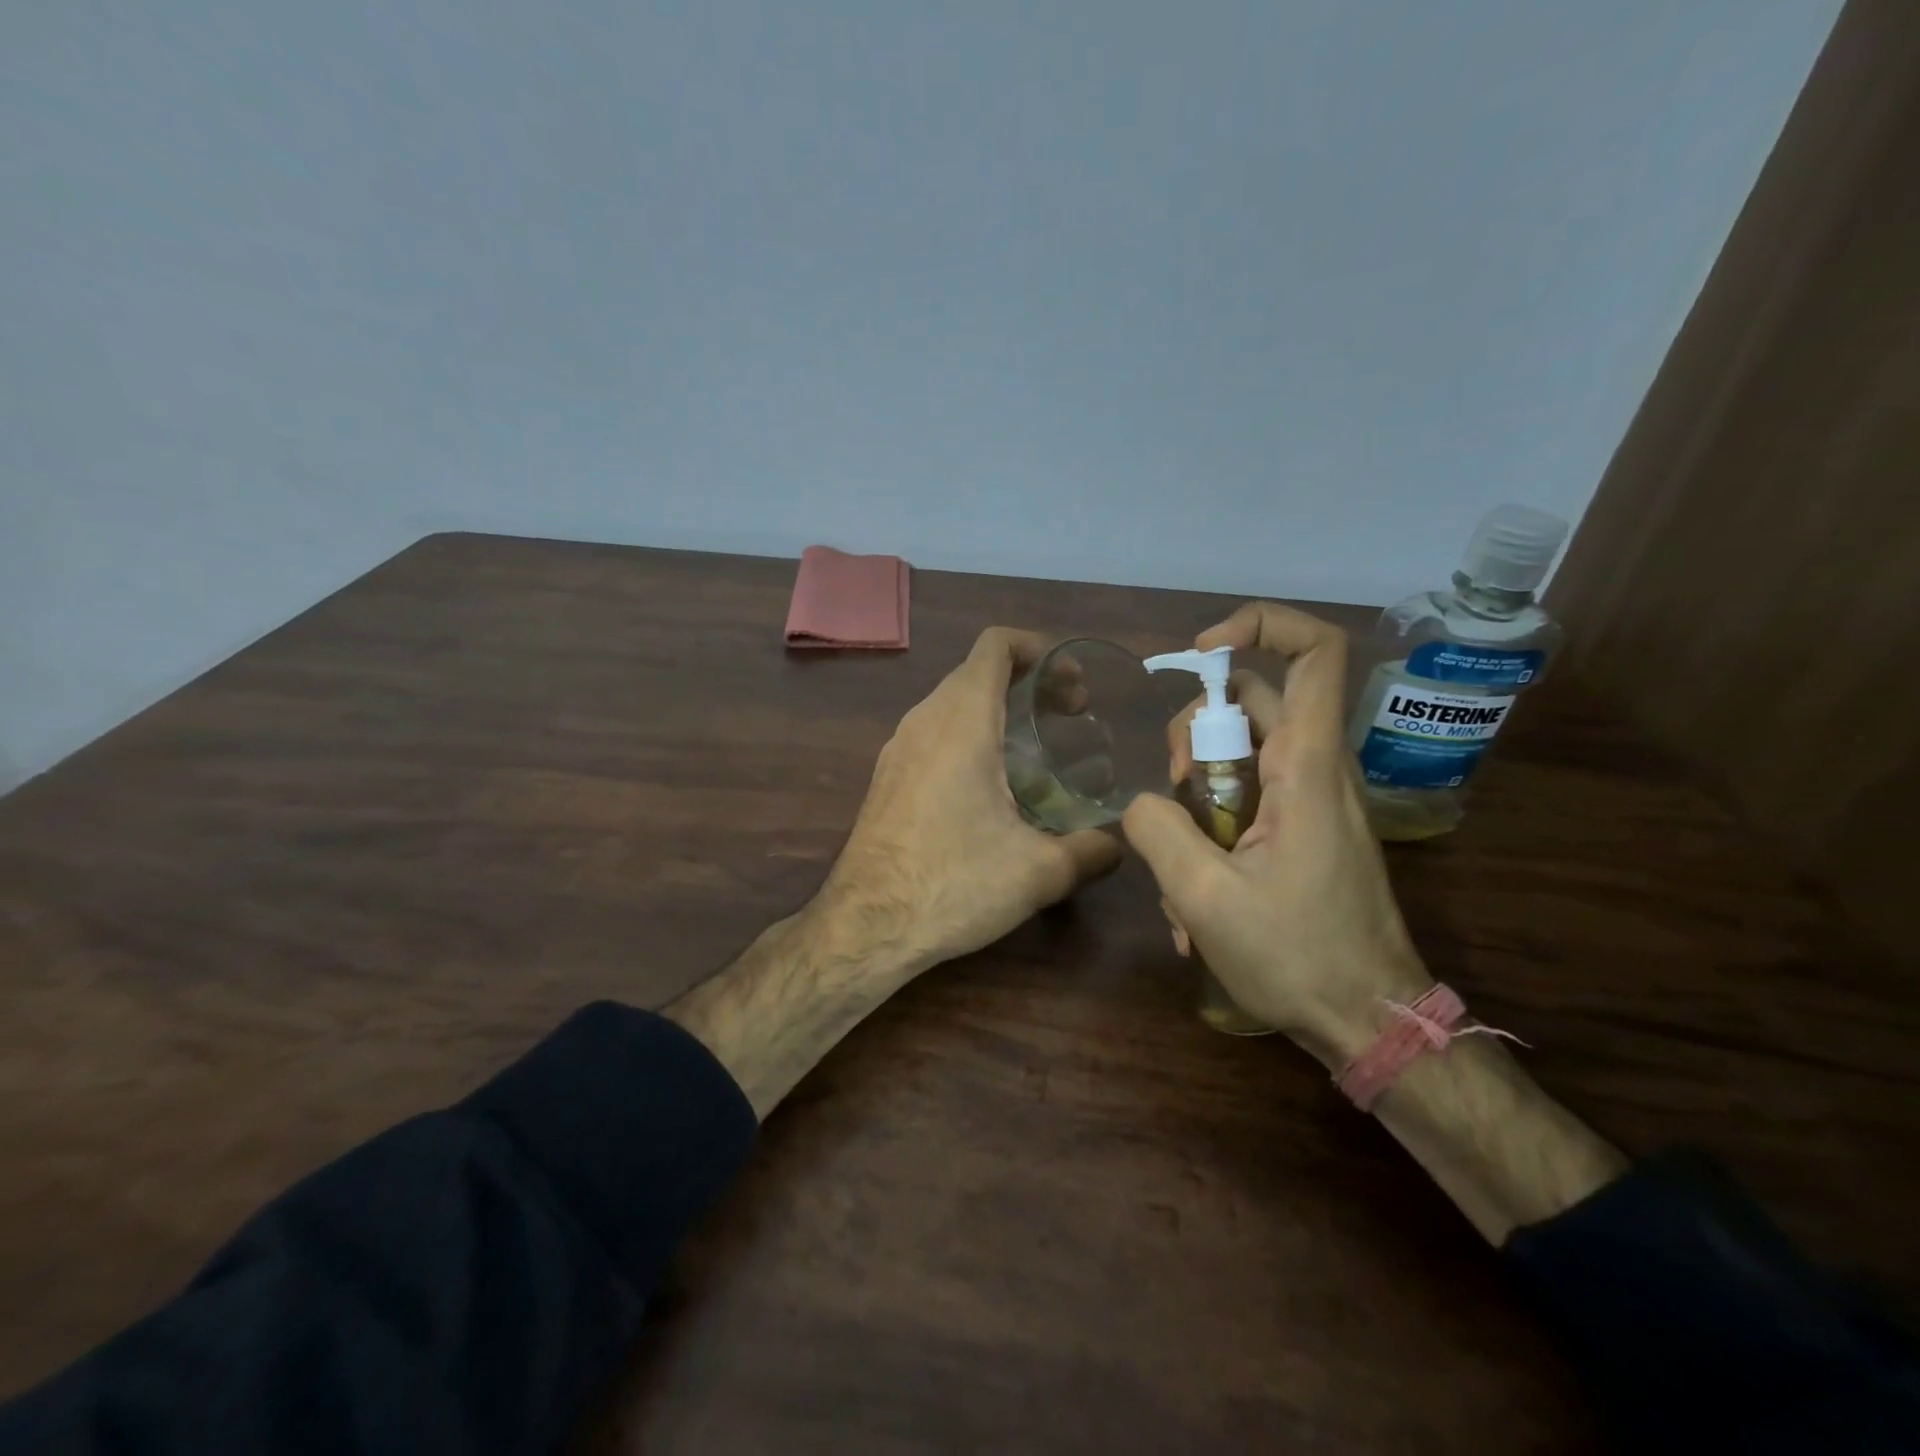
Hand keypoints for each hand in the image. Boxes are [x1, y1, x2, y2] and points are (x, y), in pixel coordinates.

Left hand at [820, 627, 1123, 970]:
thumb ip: (1091, 851)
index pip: (995, 645)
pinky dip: (969, 734)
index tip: (1072, 682)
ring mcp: (898, 748)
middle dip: (1027, 680)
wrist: (865, 925)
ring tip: (1035, 748)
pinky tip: (991, 785)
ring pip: (952, 702)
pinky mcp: (887, 776)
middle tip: (1069, 715)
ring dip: (996, 708)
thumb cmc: (952, 885)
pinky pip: (933, 732)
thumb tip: (1119, 845)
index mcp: (962, 721)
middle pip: (976, 670)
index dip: (1038, 648)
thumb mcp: (1039, 872)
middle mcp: (924, 720)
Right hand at [1122, 603, 1431, 1064]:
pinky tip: (1194, 893)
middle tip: (1172, 789)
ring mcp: (1313, 801)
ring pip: (1241, 754)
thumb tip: (1141, 802)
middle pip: (1253, 702)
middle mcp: (1316, 770)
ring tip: (1178, 862)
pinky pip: (1248, 800)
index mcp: (1305, 768)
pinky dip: (1212, 827)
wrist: (1369, 1022)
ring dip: (1195, 793)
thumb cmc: (1297, 957)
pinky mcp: (1305, 831)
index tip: (1201, 653)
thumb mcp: (1203, 897)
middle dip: (1195, 732)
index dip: (1259, 626)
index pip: (1315, 651)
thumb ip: (1157, 830)